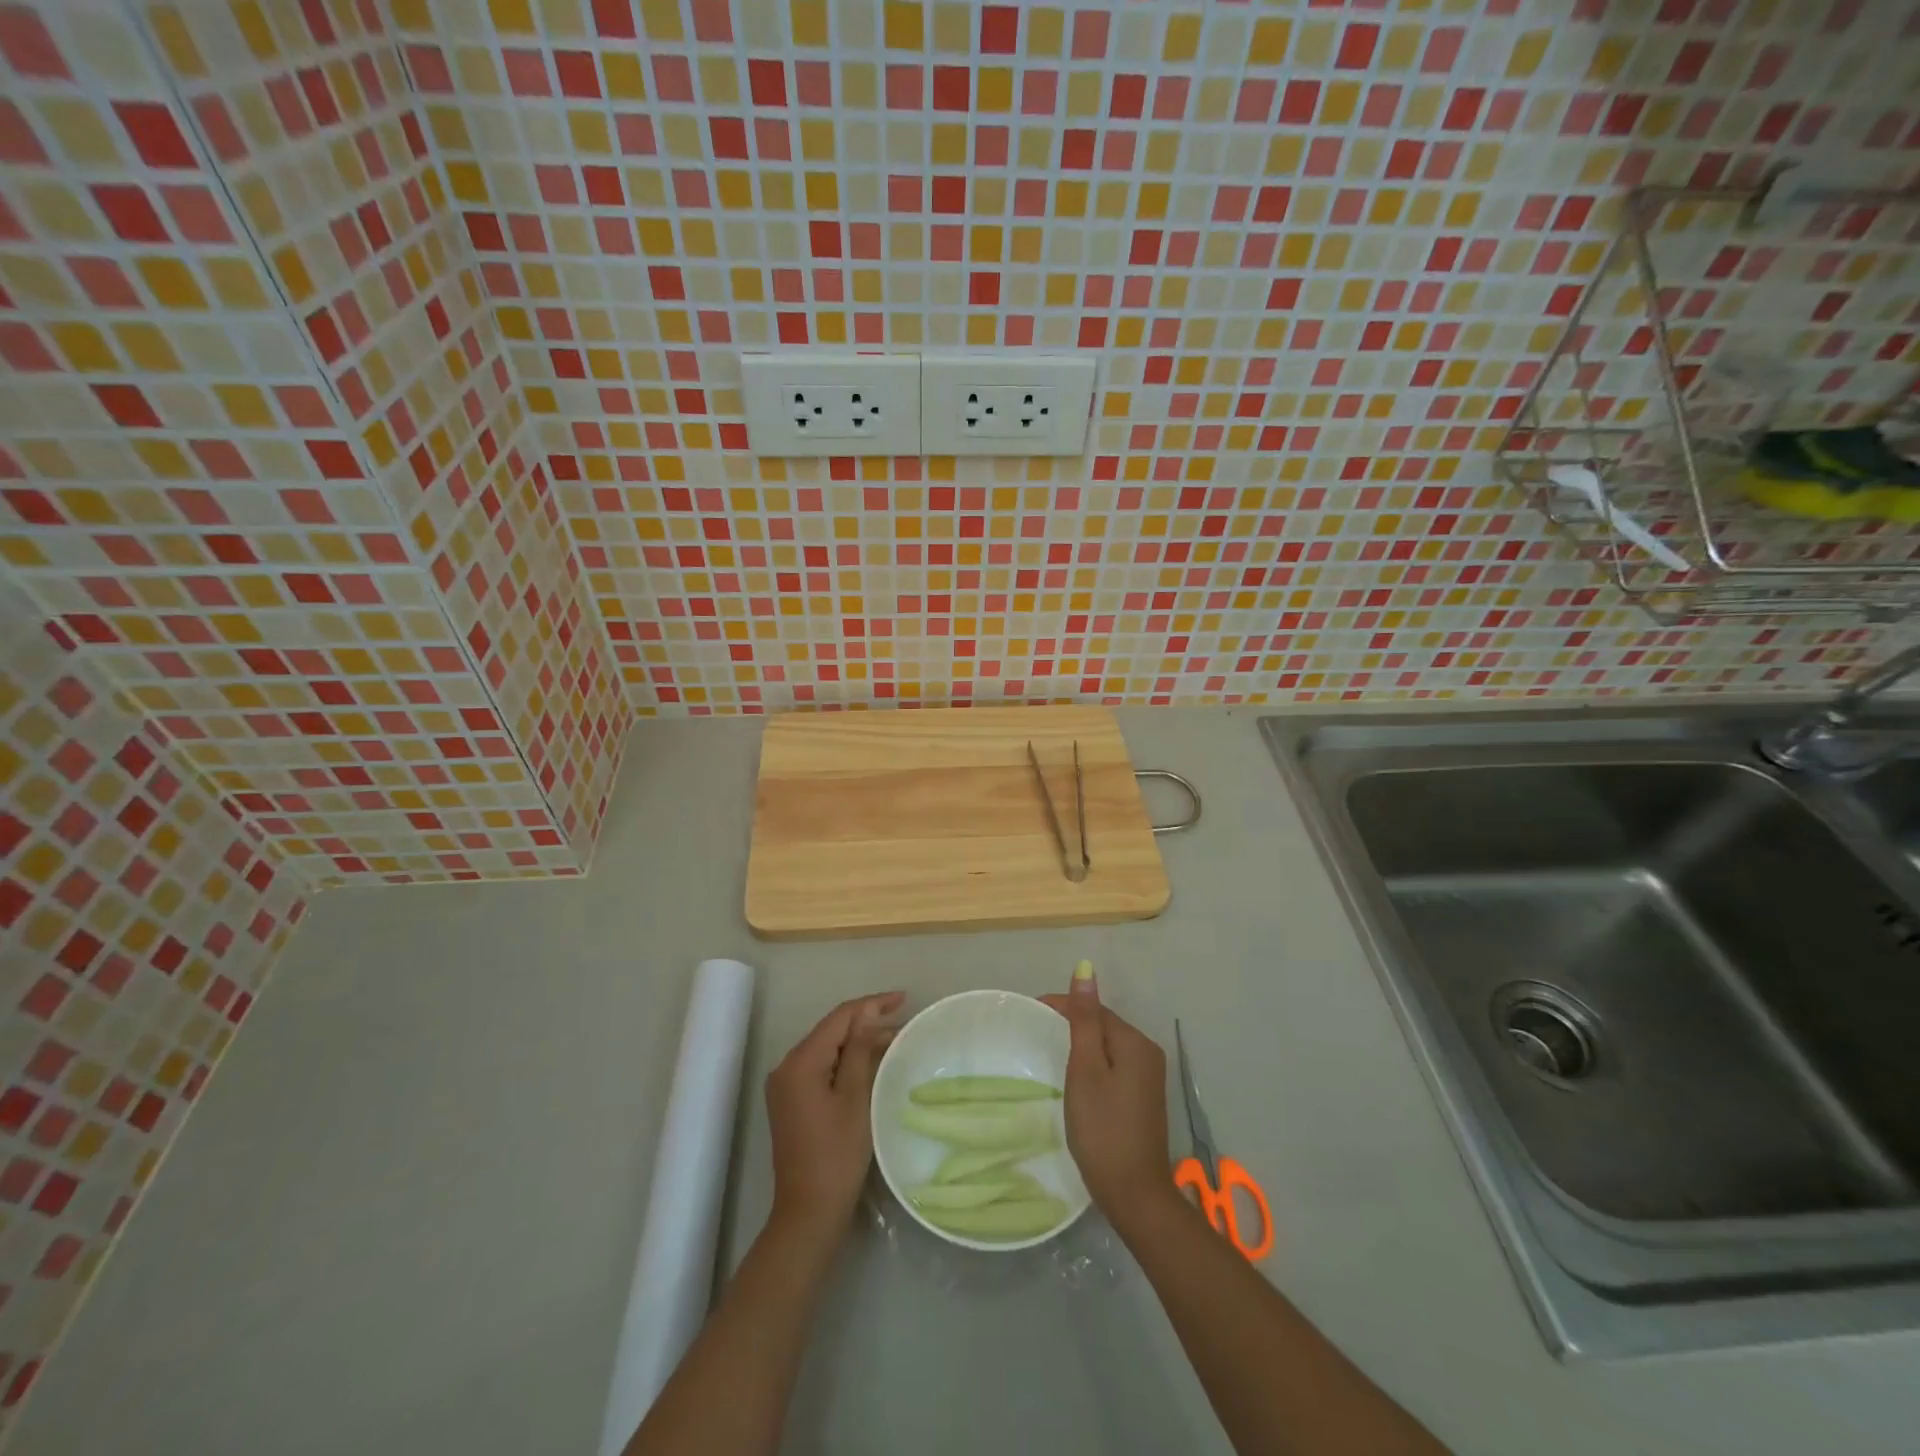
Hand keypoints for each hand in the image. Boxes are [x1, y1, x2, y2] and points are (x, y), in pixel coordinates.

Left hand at [765, 991, 903, 1244]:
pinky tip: (870, 1061)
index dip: (871, 1004)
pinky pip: (822, 1067)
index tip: (903, 999)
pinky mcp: (792, 1101)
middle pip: (831, 1031)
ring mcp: (786, 1085)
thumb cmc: (837, 1155)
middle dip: (866, 1022)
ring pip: (827, 1049)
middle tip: (903, 1018)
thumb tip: (868, 1013)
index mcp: (799, 1062)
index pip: (839, 1018)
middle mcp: (786, 1067)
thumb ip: (859, 1050)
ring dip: (858, 1042)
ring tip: (894, 1038)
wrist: (808, 1213)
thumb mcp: (854, 1098)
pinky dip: (846, 1061)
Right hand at [1041, 968, 1172, 1219]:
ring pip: (1108, 1046)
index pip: (1095, 1009)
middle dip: (1072, 1022)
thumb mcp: (1086, 1070)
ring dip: (1082, 1044)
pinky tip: (1076, 1077)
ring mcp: (1149, 1077)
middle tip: (1035, 1032)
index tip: (1030, 1011)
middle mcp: (1148, 1053)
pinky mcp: (1144, 1098)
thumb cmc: (1102, 1129)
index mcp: (1135, 1042)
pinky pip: (1114, 1066)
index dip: (1063, 1006)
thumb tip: (1085, 970)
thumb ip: (1084, 1020)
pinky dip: (1093, 1064)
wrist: (1134, 1194)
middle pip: (1103, 1025)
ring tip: (1050, 1050)